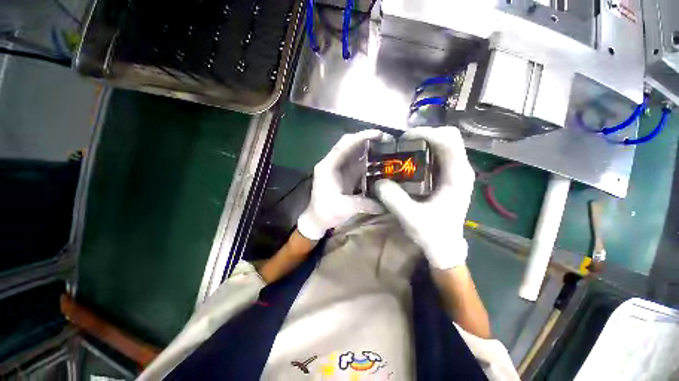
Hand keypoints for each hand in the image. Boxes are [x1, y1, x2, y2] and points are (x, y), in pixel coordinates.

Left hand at [297, 130, 385, 239]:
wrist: (317, 219)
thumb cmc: (325, 212)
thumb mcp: (344, 208)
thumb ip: (364, 204)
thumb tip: (385, 204)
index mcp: (328, 167)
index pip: (343, 146)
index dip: (360, 137)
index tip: (378, 134)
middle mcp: (333, 164)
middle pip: (349, 145)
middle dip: (367, 140)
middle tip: (386, 140)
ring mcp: (339, 169)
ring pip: (354, 153)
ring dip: (368, 149)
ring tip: (386, 148)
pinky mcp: (344, 175)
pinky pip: (357, 164)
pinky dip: (368, 160)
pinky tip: (379, 162)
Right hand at [375, 126, 474, 269]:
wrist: (444, 246)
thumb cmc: (433, 234)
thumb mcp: (411, 218)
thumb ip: (394, 199)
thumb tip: (379, 182)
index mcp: (457, 176)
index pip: (449, 140)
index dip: (426, 133)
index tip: (403, 139)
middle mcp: (460, 169)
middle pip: (447, 137)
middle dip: (423, 135)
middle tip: (401, 144)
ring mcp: (455, 172)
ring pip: (442, 144)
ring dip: (421, 143)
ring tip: (401, 150)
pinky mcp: (447, 177)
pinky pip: (436, 155)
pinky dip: (421, 153)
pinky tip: (407, 162)